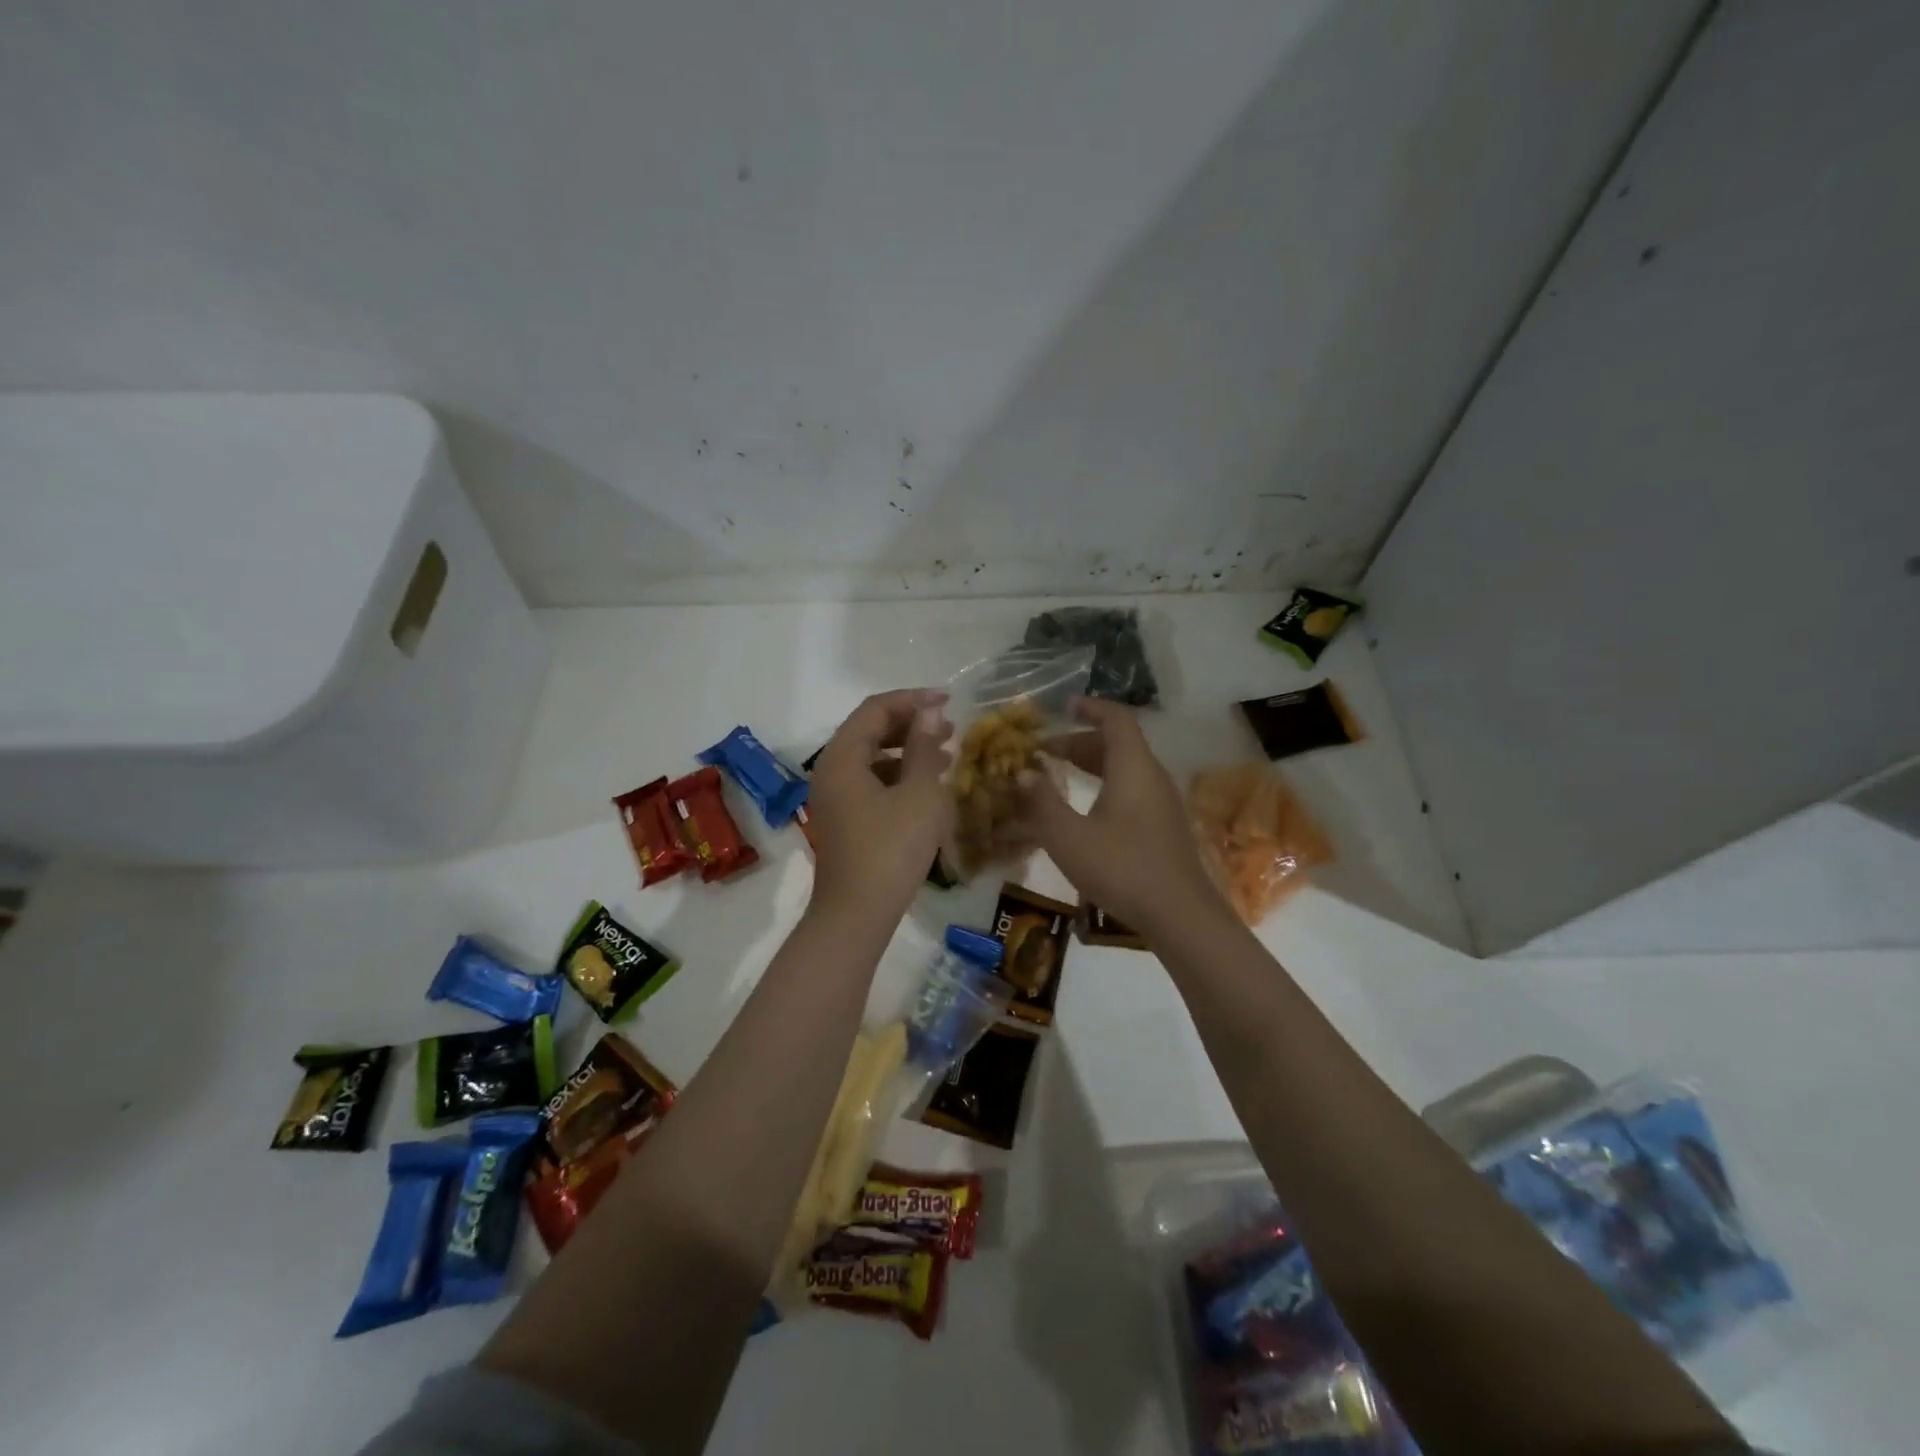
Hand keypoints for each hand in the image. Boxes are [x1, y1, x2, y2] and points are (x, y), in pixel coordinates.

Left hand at [806, 688, 954, 921]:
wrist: (857, 915)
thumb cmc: (891, 850)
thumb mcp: (919, 795)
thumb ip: (925, 748)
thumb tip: (930, 712)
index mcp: (842, 758)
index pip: (875, 709)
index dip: (912, 699)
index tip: (948, 700)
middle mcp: (831, 771)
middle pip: (869, 730)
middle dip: (911, 724)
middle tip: (950, 727)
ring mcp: (834, 798)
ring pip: (871, 758)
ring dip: (907, 750)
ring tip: (946, 754)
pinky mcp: (844, 820)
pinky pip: (870, 782)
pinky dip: (898, 776)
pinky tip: (927, 787)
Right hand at [1016, 698, 1226, 934]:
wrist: (1179, 915)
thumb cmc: (1121, 868)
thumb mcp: (1068, 836)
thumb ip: (1041, 801)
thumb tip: (1022, 772)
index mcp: (1133, 767)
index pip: (1116, 718)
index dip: (1090, 707)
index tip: (1063, 707)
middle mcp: (1152, 777)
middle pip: (1119, 743)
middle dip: (1080, 741)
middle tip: (1045, 751)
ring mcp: (1162, 803)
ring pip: (1126, 769)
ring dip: (1092, 766)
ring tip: (1059, 776)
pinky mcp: (1164, 827)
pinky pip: (1132, 790)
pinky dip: (1105, 787)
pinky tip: (1085, 813)